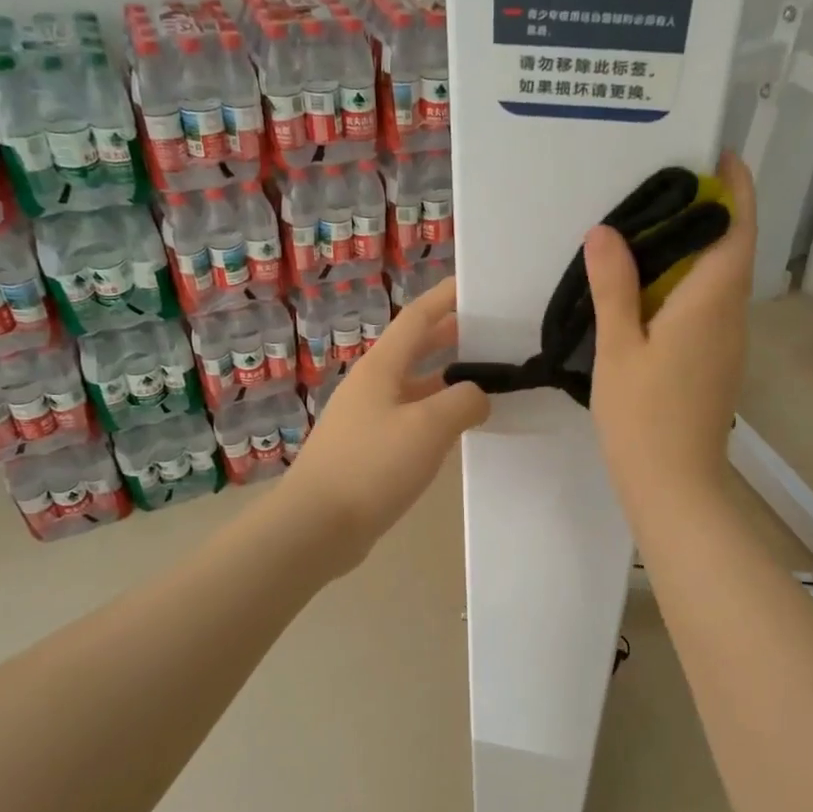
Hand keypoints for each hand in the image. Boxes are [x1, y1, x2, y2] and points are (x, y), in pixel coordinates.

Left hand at [283, 276, 489, 572]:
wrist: (316, 526)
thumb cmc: (372, 466)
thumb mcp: (429, 427)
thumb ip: (464, 402)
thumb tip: (478, 396)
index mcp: (382, 367)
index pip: (418, 318)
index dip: (447, 298)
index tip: (478, 285)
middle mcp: (373, 385)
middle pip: (417, 349)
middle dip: (453, 337)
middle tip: (495, 334)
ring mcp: (369, 419)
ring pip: (416, 387)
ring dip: (449, 380)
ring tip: (489, 380)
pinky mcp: (370, 450)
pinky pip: (412, 420)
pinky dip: (438, 415)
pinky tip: (460, 429)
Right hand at [583, 152, 756, 514]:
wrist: (674, 484)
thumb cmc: (644, 416)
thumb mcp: (619, 348)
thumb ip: (614, 287)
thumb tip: (606, 232)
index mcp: (711, 301)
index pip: (737, 229)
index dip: (735, 188)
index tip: (717, 156)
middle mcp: (731, 314)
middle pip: (731, 250)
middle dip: (707, 214)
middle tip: (659, 190)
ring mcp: (728, 341)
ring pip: (720, 281)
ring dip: (695, 251)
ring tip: (647, 232)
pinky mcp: (717, 362)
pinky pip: (709, 307)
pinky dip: (687, 284)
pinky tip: (648, 290)